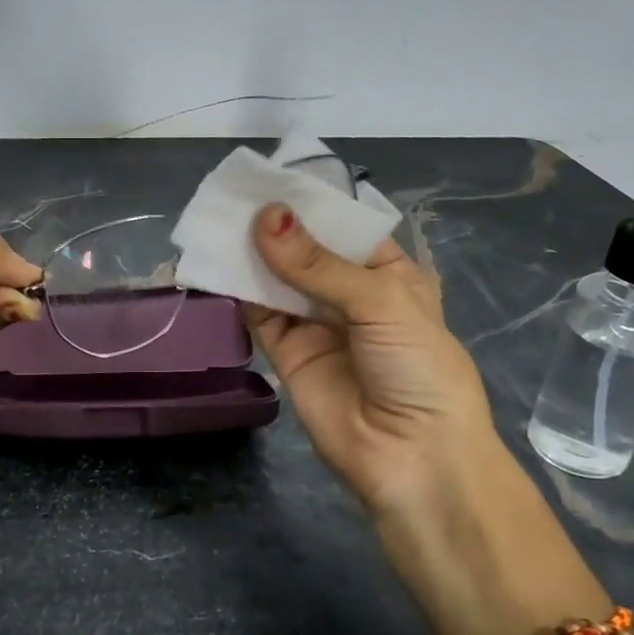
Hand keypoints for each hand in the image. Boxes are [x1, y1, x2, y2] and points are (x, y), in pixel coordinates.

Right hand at [242, 203, 501, 518]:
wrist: (413, 458)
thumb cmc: (418, 367)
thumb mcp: (381, 301)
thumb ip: (318, 263)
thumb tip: (265, 216)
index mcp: (388, 273)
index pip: (344, 227)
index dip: (310, 203)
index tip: (270, 176)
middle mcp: (349, 294)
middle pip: (305, 250)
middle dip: (274, 226)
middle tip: (232, 194)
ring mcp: (315, 323)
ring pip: (276, 279)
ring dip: (250, 253)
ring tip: (217, 219)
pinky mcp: (286, 352)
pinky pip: (258, 313)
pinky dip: (237, 290)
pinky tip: (215, 262)